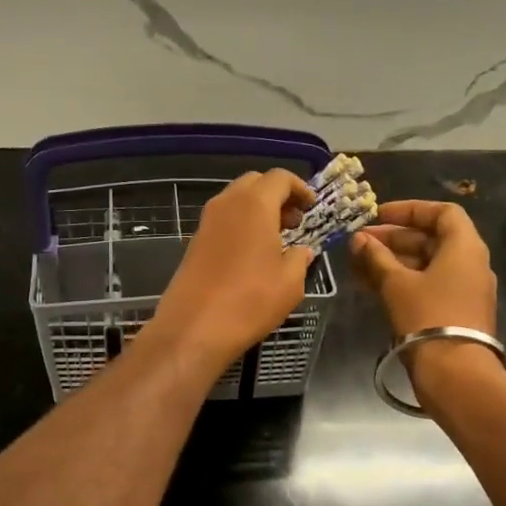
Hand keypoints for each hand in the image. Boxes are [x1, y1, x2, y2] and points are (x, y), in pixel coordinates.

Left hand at [148, 170, 315, 375]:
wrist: (195, 327)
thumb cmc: (250, 300)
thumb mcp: (290, 282)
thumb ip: (300, 259)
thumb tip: (302, 251)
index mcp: (254, 204)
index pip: (280, 178)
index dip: (300, 188)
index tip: (311, 207)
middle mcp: (227, 204)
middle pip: (254, 183)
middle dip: (277, 195)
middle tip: (294, 221)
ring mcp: (206, 222)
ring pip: (235, 201)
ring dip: (257, 210)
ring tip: (276, 238)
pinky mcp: (194, 242)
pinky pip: (223, 221)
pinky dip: (240, 225)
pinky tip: (252, 253)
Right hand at [350, 200, 497, 337]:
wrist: (454, 372)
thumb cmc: (427, 316)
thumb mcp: (396, 283)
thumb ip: (376, 257)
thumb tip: (358, 239)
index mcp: (464, 247)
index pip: (442, 213)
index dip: (409, 209)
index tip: (378, 215)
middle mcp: (470, 264)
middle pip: (431, 239)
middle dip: (393, 239)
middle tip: (359, 243)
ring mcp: (464, 290)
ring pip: (425, 265)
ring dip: (392, 261)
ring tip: (357, 265)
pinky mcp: (455, 312)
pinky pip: (427, 286)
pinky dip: (402, 281)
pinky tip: (371, 286)